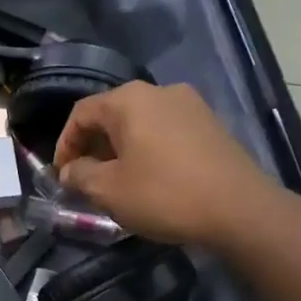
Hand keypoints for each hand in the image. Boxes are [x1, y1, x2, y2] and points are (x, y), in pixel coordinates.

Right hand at [53, 82, 282, 247]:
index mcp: (129, 100)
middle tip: (85, 181)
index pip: (81, 114)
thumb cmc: (163, 194)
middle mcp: (159, 92)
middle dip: (93, 148)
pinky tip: (149, 179)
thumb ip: (80, 175)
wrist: (239, 209)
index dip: (64, 145)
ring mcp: (190, 106)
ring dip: (120, 150)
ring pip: (140, 124)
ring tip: (116, 183)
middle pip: (112, 115)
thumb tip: (70, 171)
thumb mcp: (108, 190)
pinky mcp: (210, 125)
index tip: (61, 176)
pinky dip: (147, 151)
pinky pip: (165, 132)